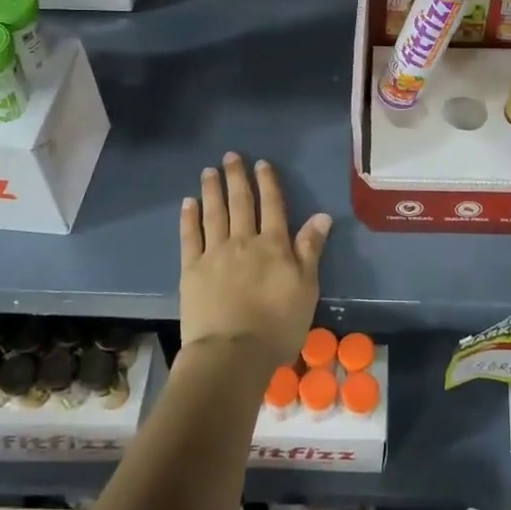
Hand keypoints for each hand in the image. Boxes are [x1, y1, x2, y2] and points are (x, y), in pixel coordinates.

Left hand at [178, 153, 331, 367]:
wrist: (232, 353)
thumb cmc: (278, 325)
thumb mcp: (306, 288)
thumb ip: (310, 249)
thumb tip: (322, 216)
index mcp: (274, 245)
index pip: (272, 206)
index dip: (267, 183)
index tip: (261, 164)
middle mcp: (243, 241)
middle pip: (241, 203)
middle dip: (237, 178)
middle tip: (231, 156)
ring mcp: (214, 254)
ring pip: (214, 213)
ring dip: (212, 190)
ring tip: (209, 170)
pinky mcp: (191, 270)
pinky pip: (190, 237)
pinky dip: (189, 217)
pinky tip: (188, 202)